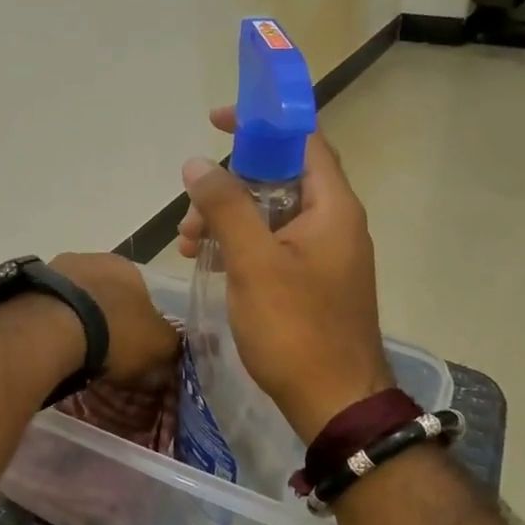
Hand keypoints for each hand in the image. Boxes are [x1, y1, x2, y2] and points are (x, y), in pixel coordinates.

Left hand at [49, 252, 179, 390]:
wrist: (53, 327)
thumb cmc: (114, 332)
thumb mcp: (158, 344)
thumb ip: (170, 343)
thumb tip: (172, 346)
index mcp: (127, 266)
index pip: (140, 293)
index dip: (138, 322)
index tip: (131, 347)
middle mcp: (91, 258)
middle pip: (103, 293)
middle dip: (104, 318)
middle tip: (101, 351)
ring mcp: (55, 268)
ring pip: (72, 298)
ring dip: (74, 318)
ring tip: (71, 351)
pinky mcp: (27, 284)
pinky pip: (46, 306)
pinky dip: (50, 322)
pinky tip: (49, 344)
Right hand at [176, 108, 391, 441]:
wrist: (336, 402)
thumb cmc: (296, 328)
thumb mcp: (254, 262)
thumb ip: (226, 207)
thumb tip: (198, 163)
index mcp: (332, 207)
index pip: (301, 141)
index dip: (261, 123)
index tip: (217, 122)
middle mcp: (333, 222)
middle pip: (278, 178)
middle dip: (228, 186)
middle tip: (191, 211)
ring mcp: (323, 254)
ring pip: (270, 214)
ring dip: (227, 218)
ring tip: (188, 243)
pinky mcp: (311, 280)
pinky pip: (272, 244)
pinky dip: (240, 244)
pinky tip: (209, 261)